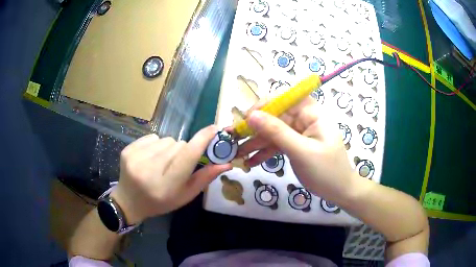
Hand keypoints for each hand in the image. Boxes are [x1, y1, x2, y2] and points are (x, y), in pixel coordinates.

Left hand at [111, 125, 231, 223]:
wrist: (129, 201)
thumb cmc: (160, 202)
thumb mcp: (185, 196)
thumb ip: (204, 179)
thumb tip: (226, 163)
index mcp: (166, 185)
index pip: (187, 156)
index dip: (202, 140)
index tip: (214, 129)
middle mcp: (149, 170)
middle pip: (178, 145)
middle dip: (183, 151)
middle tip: (177, 165)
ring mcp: (135, 158)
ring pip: (166, 140)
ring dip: (169, 148)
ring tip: (161, 163)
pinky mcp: (128, 150)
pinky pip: (153, 137)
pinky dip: (156, 145)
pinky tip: (150, 158)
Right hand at [236, 97, 355, 199]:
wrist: (340, 192)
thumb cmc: (326, 171)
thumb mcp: (301, 151)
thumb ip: (277, 132)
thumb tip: (252, 116)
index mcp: (311, 113)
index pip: (285, 98)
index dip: (264, 105)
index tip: (247, 119)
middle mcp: (304, 119)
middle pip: (275, 117)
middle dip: (254, 128)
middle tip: (233, 139)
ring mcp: (299, 133)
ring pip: (273, 132)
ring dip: (255, 143)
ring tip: (236, 154)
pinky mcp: (296, 146)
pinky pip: (277, 145)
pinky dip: (264, 152)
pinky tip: (250, 162)